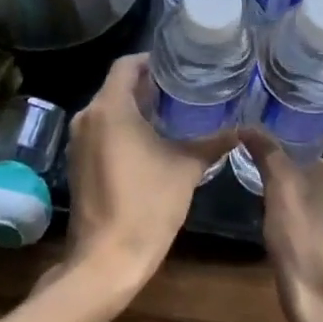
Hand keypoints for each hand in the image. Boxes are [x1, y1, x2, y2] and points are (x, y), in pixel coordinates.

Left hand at [61, 54, 230, 295]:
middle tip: (184, 88)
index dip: (153, 60)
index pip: (127, 64)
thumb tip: (244, 128)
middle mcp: (88, 117)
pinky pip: (102, 129)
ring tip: (173, 111)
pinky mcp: (78, 162)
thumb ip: (214, 142)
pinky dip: (124, 127)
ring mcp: (79, 141)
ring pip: (109, 108)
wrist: (106, 260)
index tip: (180, 66)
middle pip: (118, 85)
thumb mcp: (187, 167)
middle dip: (149, 84)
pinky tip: (152, 139)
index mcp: (110, 108)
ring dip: (136, 107)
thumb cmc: (147, 205)